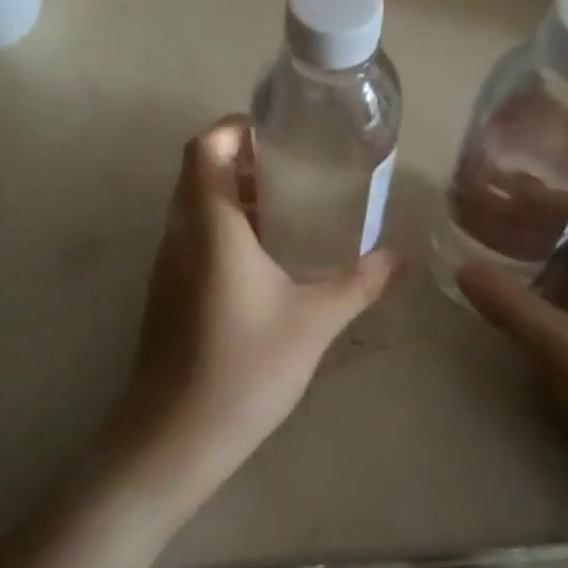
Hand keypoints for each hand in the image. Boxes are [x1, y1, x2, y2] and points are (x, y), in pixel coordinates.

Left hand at [104, 116, 399, 512]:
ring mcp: (168, 262)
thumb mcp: (313, 323)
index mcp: (211, 225)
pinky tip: (267, 255)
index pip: (205, 147)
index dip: (235, 127)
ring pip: (196, 202)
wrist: (172, 439)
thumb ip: (358, 283)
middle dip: (244, 157)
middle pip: (200, 168)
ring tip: (290, 205)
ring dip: (236, 192)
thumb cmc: (242, 370)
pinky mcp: (167, 288)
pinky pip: (194, 233)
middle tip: (296, 167)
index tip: (279, 132)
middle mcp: (181, 232)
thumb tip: (399, 256)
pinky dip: (227, 224)